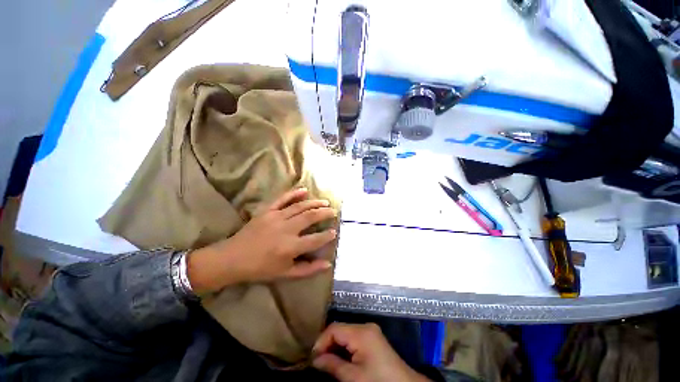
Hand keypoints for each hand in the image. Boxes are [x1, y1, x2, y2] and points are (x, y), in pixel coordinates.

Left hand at [187, 188, 336, 293]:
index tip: (334, 232)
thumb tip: (327, 264)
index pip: (315, 239)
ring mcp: (276, 217)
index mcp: (290, 247)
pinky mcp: (267, 211)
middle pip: (310, 217)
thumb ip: (308, 269)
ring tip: (325, 202)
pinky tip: (304, 190)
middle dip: (325, 213)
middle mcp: (286, 229)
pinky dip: (294, 193)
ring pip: (300, 206)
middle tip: (334, 211)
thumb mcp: (285, 274)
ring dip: (315, 203)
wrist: (232, 259)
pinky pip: (282, 199)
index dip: (327, 235)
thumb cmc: (260, 269)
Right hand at [312, 323, 429, 381]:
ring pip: (346, 333)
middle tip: (318, 361)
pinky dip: (345, 346)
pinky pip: (354, 337)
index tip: (313, 358)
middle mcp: (365, 326)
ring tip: (327, 361)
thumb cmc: (378, 381)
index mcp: (361, 332)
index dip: (321, 341)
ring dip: (335, 346)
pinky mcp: (373, 337)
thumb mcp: (354, 377)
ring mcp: (370, 331)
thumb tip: (315, 360)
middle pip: (340, 329)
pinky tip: (340, 358)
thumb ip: (333, 365)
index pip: (334, 328)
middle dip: (328, 344)